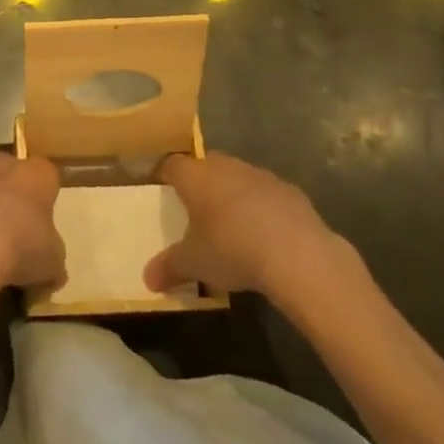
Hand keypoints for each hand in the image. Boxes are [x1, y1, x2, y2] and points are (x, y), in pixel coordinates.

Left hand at [0, 154, 63, 293]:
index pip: (48, 176)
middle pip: (14, 176)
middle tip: (21, 230)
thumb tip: (53, 271)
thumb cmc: (24, 244)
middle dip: (16, 198)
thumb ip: (55, 260)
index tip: (47, 221)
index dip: (48, 197)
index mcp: (38, 173)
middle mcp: (6, 167)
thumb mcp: (54, 262)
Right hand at [145, 152, 338, 295]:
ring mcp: (258, 175)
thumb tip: (148, 279)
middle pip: (205, 166)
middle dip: (200, 183)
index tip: (162, 189)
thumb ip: (169, 267)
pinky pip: (265, 193)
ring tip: (231, 224)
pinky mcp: (288, 190)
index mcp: (194, 176)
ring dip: (232, 194)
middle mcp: (224, 166)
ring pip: (237, 177)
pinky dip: (260, 207)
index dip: (165, 175)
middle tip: (196, 209)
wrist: (296, 253)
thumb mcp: (194, 264)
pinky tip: (265, 234)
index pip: (171, 164)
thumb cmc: (231, 249)